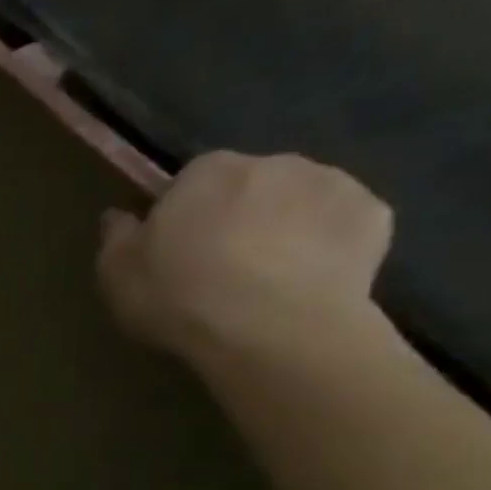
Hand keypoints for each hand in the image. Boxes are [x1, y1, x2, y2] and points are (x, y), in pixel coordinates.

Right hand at [97, 151, 395, 370]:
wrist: (270, 328)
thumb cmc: (180, 296)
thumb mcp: (118, 274)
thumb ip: (116, 237)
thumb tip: (118, 215)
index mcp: (207, 171)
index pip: (191, 180)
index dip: (184, 216)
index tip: (178, 251)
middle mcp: (272, 161)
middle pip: (250, 186)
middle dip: (239, 216)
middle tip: (223, 268)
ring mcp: (331, 183)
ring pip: (299, 202)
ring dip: (286, 227)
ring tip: (269, 280)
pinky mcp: (374, 215)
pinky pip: (342, 226)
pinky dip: (329, 246)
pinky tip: (310, 283)